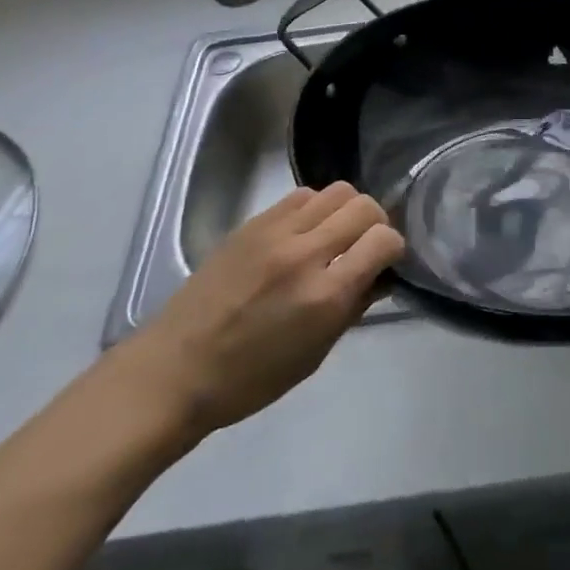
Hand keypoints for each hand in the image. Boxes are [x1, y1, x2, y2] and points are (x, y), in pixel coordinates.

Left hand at [116, 182, 405, 441]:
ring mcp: (277, 231)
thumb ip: (352, 307)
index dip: (394, 248)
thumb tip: (378, 275)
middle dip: (376, 223)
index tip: (386, 262)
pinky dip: (315, 207)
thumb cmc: (249, 379)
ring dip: (346, 210)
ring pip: (337, 191)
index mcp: (325, 295)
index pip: (383, 240)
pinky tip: (305, 230)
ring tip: (335, 234)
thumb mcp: (314, 355)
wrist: (176, 369)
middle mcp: (306, 253)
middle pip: (365, 206)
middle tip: (365, 245)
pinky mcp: (254, 222)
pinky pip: (302, 195)